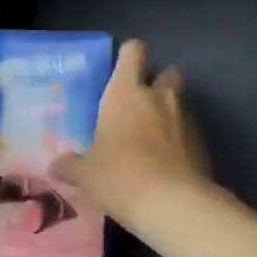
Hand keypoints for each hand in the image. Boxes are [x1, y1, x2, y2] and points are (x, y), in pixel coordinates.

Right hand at [51, 40, 212, 231]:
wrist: (173, 204)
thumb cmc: (119, 176)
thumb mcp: (85, 174)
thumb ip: (70, 165)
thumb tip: (53, 166)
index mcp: (126, 93)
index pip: (133, 52)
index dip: (128, 56)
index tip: (119, 72)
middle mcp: (160, 97)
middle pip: (168, 72)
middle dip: (157, 83)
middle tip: (140, 105)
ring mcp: (186, 119)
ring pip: (180, 103)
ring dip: (169, 113)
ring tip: (152, 139)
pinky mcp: (202, 144)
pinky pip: (189, 132)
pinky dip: (180, 140)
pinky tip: (167, 163)